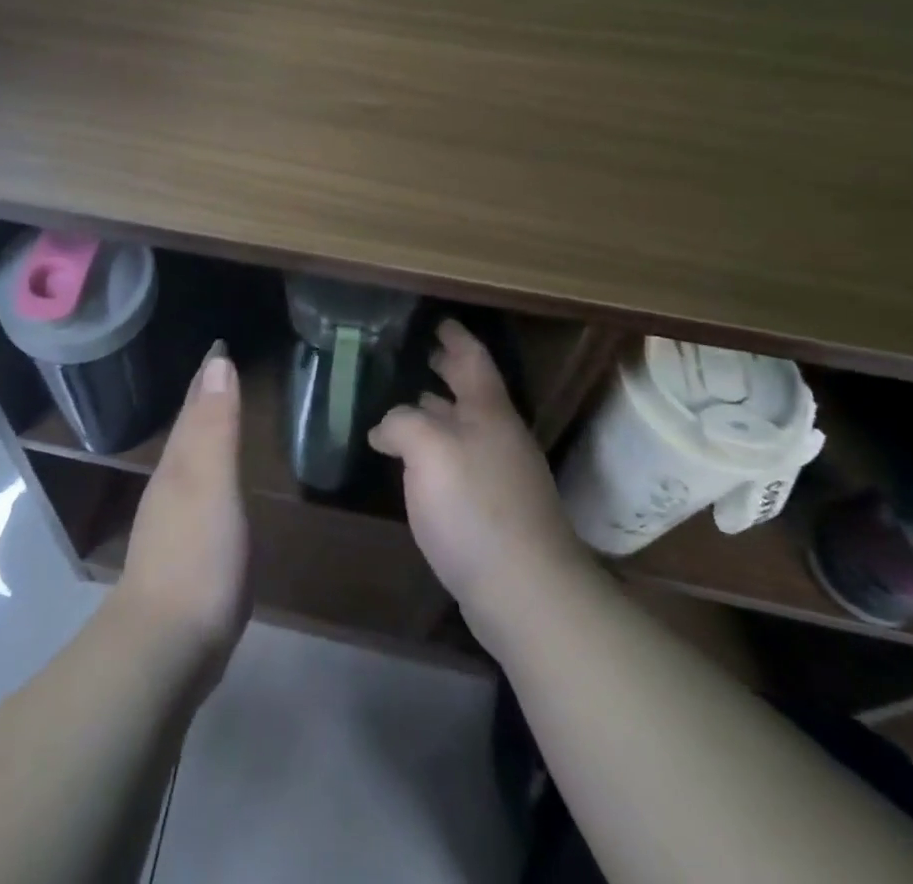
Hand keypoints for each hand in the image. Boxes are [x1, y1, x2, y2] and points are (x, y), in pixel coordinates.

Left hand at [115, 342, 250, 677]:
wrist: (166, 646)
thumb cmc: (197, 556)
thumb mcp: (212, 482)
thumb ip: (216, 425)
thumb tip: (218, 361)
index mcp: (179, 464)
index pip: (194, 406)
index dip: (207, 376)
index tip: (219, 346)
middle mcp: (171, 485)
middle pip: (189, 431)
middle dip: (204, 400)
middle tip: (222, 372)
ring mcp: (174, 523)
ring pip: (191, 463)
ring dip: (206, 436)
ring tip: (221, 419)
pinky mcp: (185, 556)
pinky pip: (200, 496)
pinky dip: (211, 477)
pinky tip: (218, 490)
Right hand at [369, 320, 583, 642]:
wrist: (526, 592)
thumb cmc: (475, 506)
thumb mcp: (428, 450)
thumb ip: (402, 423)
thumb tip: (386, 428)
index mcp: (488, 412)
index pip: (472, 359)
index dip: (455, 337)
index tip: (439, 321)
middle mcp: (499, 437)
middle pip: (471, 392)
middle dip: (447, 370)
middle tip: (419, 354)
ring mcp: (501, 476)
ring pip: (464, 428)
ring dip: (438, 411)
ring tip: (407, 403)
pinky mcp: (495, 512)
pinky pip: (461, 462)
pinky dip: (438, 449)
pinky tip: (417, 464)